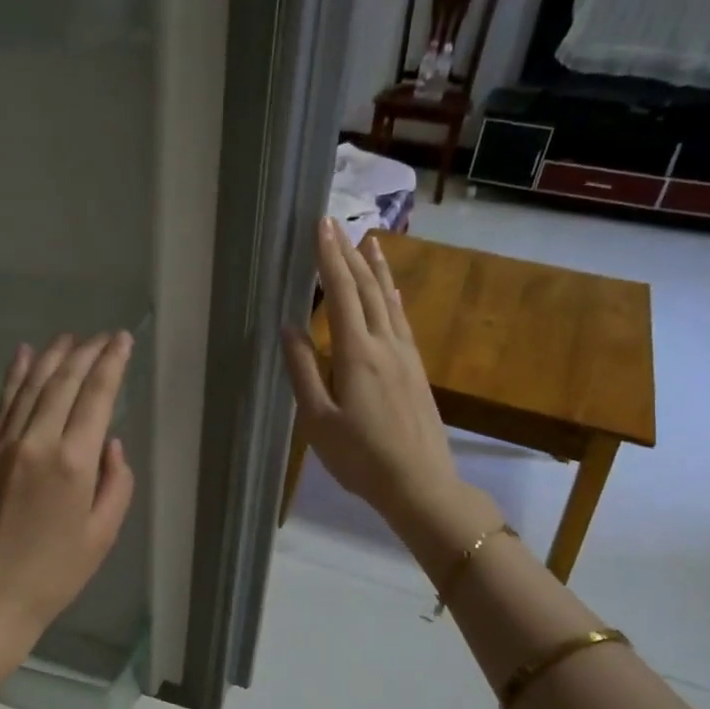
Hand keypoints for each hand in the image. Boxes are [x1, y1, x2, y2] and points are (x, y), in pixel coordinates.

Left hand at [0, 331, 136, 686]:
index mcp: (73, 463)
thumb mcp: (103, 534)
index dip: (111, 363)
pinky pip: (1, 404)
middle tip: (100, 335)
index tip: (121, 339)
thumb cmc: (55, 573)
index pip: (96, 396)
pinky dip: (14, 375)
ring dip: (51, 356)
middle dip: (85, 352)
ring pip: (30, 385)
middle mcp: (37, 441)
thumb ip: (116, 482)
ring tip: (68, 337)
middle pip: (63, 382)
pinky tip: (23, 355)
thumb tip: (110, 443)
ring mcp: (3, 445)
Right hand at [282, 220, 473, 537]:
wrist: (420, 484)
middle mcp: (385, 345)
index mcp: (357, 354)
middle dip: (349, 254)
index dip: (330, 259)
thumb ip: (303, 371)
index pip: (341, 294)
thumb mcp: (318, 420)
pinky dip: (393, 298)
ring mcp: (406, 356)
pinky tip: (391, 292)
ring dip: (377, 270)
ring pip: (389, 301)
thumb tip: (289, 328)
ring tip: (369, 242)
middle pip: (367, 289)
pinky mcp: (417, 371)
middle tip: (336, 224)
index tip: (320, 226)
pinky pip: (402, 321)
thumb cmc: (360, 458)